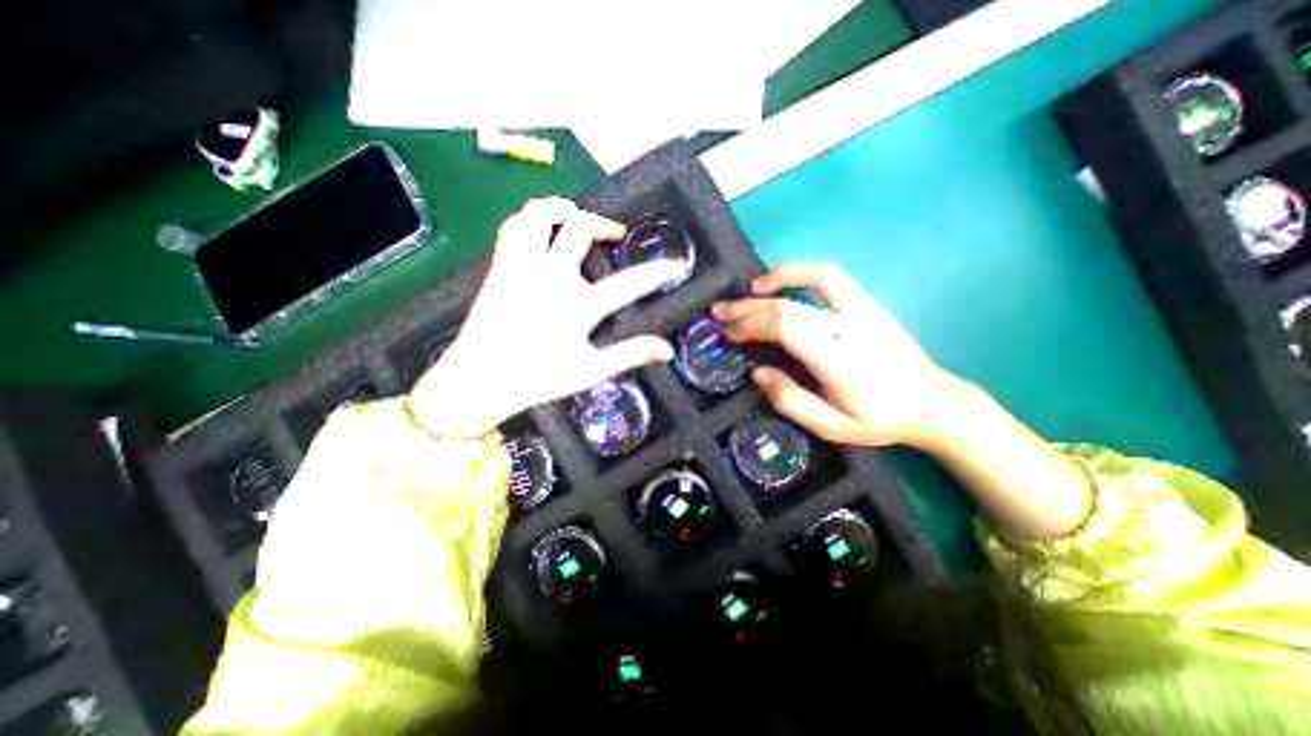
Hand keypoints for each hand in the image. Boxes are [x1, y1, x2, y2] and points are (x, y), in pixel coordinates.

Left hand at [408, 195, 685, 435]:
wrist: (478, 380)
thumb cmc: (537, 379)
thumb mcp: (590, 371)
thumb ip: (630, 354)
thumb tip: (667, 350)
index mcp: (577, 306)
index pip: (629, 283)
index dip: (658, 272)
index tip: (676, 264)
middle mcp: (549, 278)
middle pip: (580, 228)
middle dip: (605, 224)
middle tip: (616, 235)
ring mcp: (521, 268)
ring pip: (539, 215)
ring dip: (563, 210)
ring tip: (577, 219)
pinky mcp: (500, 267)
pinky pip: (513, 227)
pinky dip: (531, 219)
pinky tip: (541, 230)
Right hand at [713, 262, 964, 450]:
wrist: (933, 403)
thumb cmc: (879, 419)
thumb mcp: (832, 427)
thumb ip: (791, 401)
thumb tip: (757, 372)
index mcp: (838, 359)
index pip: (784, 327)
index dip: (751, 325)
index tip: (730, 335)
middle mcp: (849, 327)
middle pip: (788, 305)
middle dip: (747, 308)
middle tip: (720, 313)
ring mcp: (862, 309)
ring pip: (811, 279)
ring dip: (774, 279)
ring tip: (747, 290)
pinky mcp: (867, 303)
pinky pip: (830, 276)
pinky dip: (800, 272)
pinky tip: (782, 282)